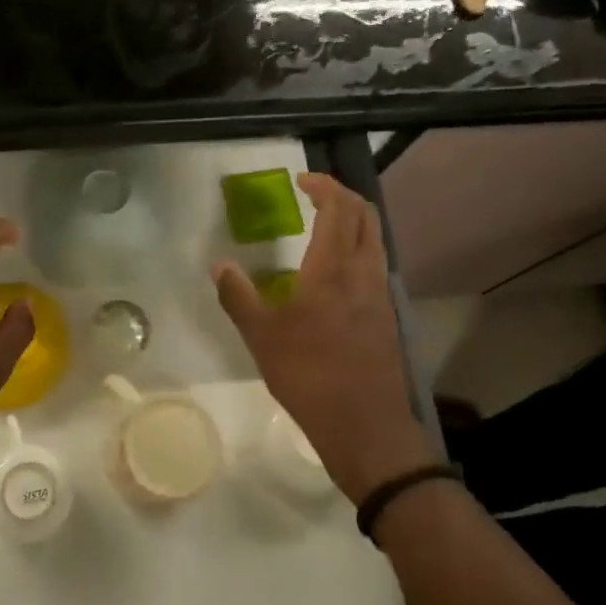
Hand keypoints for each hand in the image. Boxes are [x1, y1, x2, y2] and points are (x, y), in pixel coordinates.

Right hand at [214, 174, 442, 505]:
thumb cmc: (308, 374)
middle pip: (365, 216)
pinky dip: (359, 248)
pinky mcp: (386, 315)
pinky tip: (337, 270)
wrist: (364, 424)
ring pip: (375, 239)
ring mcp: (380, 294)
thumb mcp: (261, 336)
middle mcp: (363, 272)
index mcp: (331, 269)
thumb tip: (219, 265)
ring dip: (355, 221)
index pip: (338, 209)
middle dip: (343, 195)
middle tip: (316, 193)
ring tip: (326, 224)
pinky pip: (376, 263)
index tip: (303, 180)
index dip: (324, 187)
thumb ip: (238, 296)